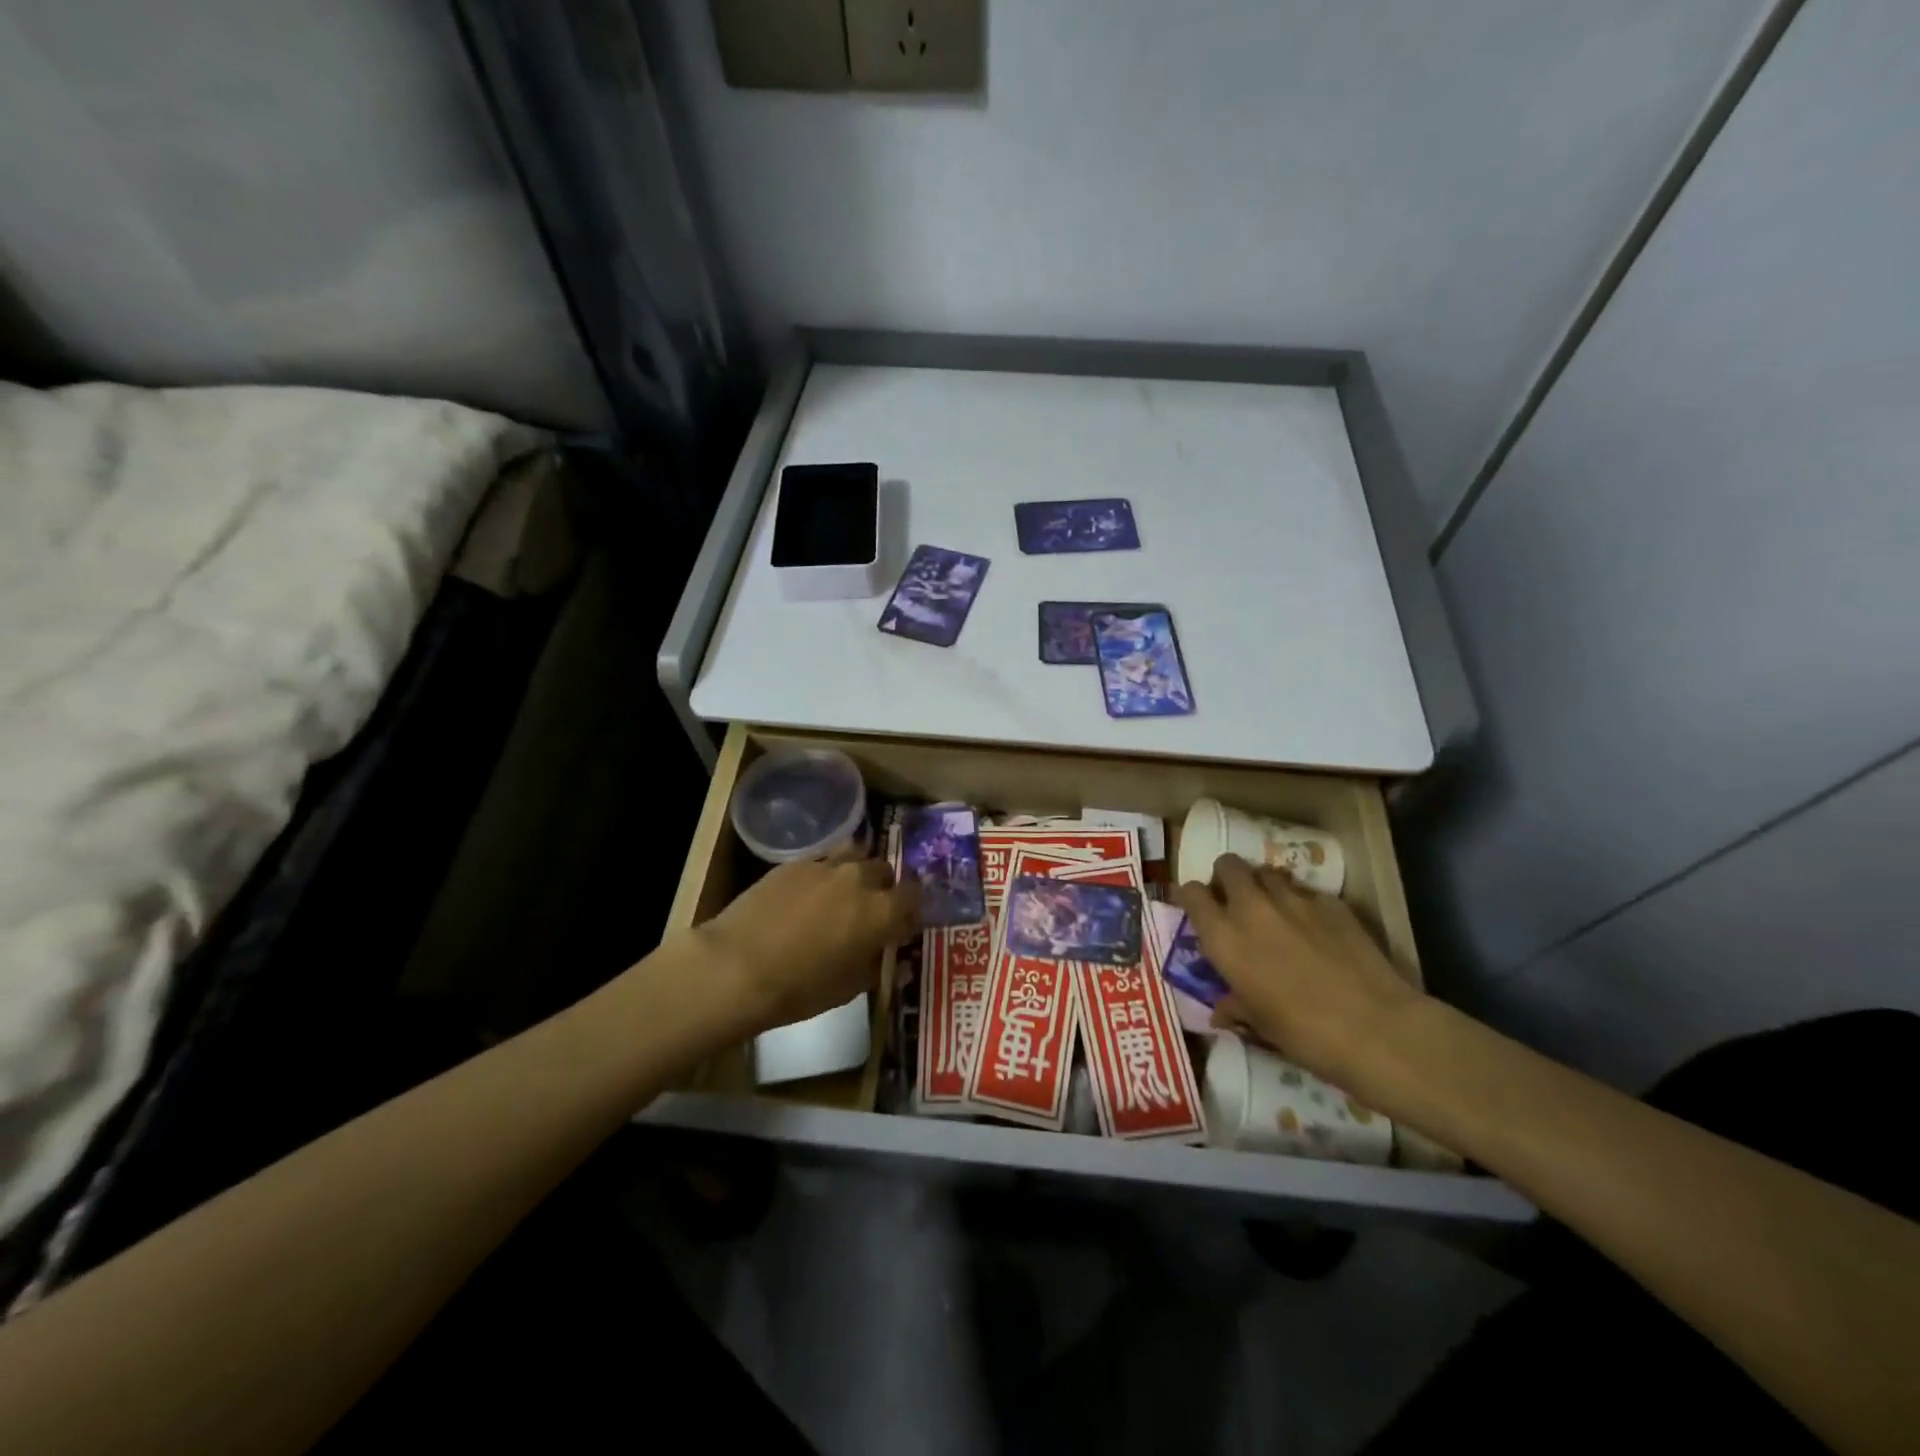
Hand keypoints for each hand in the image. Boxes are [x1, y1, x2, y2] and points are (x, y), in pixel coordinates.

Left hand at [691, 845, 919, 1033]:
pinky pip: (822, 860)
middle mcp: (860, 879)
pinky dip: (825, 873)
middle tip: (870, 912)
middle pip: (885, 871)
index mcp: (882, 911)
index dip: (910, 910)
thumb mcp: (848, 989)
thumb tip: (897, 965)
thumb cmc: (799, 988)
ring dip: (857, 871)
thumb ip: (877, 969)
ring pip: (855, 855)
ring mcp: (826, 866)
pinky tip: (809, 894)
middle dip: (884, 888)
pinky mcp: (794, 863)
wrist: (737, 966)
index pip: (914, 896)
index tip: (901, 925)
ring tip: (843, 892)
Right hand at [1174, 853, 1423, 1085]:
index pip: (1191, 893)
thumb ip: (1234, 1006)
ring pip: (1267, 872)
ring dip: (1263, 885)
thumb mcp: (1258, 1024)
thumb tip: (1221, 1010)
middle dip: (1226, 877)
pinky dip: (1303, 903)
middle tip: (1234, 901)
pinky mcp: (1331, 902)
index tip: (1194, 907)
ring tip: (1273, 908)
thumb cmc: (1303, 1033)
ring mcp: (1294, 900)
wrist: (1375, 1028)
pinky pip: (1306, 892)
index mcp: (1224, 937)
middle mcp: (1252, 908)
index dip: (1190, 896)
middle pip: (1228, 865)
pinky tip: (1315, 928)